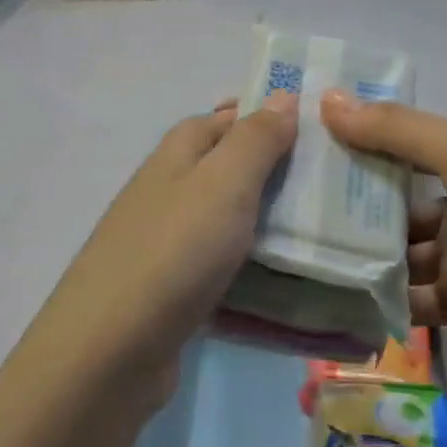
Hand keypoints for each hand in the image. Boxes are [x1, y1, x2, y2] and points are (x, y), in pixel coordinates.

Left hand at [43, 95, 298, 392]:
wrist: (111, 350)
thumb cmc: (174, 251)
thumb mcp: (223, 183)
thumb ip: (254, 140)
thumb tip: (281, 96)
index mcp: (177, 154)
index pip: (226, 118)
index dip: (267, 117)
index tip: (320, 129)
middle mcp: (169, 189)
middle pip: (228, 168)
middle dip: (277, 171)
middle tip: (335, 183)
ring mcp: (168, 240)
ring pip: (229, 217)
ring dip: (270, 219)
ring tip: (326, 226)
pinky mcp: (174, 287)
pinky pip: (224, 262)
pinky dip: (254, 263)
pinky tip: (289, 275)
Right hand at [324, 92, 446, 360]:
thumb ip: (396, 131)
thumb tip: (326, 99)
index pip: (401, 148)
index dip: (358, 145)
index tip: (303, 145)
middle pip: (394, 203)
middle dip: (350, 205)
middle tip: (288, 205)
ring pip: (398, 253)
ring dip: (360, 254)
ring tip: (299, 252)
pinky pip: (412, 299)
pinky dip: (381, 299)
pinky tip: (334, 296)